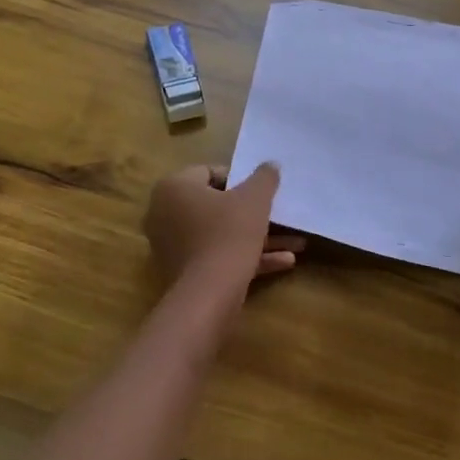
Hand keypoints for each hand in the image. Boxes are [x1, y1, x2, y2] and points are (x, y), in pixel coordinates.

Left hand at [144, 164, 305, 289]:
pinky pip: (217, 256)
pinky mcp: (183, 272)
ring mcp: (172, 246)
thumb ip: (264, 177)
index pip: (210, 172)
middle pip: (217, 206)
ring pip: (221, 234)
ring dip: (258, 238)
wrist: (209, 295)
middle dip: (253, 214)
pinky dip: (246, 257)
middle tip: (279, 216)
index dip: (241, 180)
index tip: (262, 191)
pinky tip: (284, 262)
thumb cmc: (229, 233)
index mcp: (174, 187)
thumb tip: (271, 164)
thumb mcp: (254, 199)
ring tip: (295, 244)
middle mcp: (165, 213)